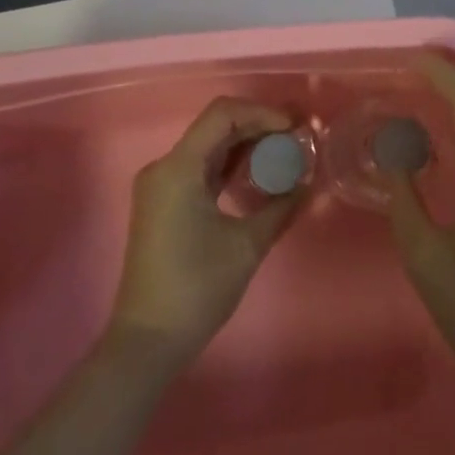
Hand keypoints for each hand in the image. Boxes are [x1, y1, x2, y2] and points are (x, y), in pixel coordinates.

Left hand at [109, 98, 303, 367]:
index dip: (261, 113)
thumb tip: (307, 183)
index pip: (223, 115)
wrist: (147, 342)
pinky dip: (230, 164)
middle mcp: (164, 166)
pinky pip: (201, 167)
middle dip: (258, 126)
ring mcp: (161, 184)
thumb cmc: (196, 289)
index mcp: (178, 168)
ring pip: (209, 146)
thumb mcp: (247, 246)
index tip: (294, 127)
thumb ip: (280, 206)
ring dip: (245, 144)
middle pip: (216, 126)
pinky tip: (257, 172)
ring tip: (284, 151)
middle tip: (296, 136)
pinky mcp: (164, 202)